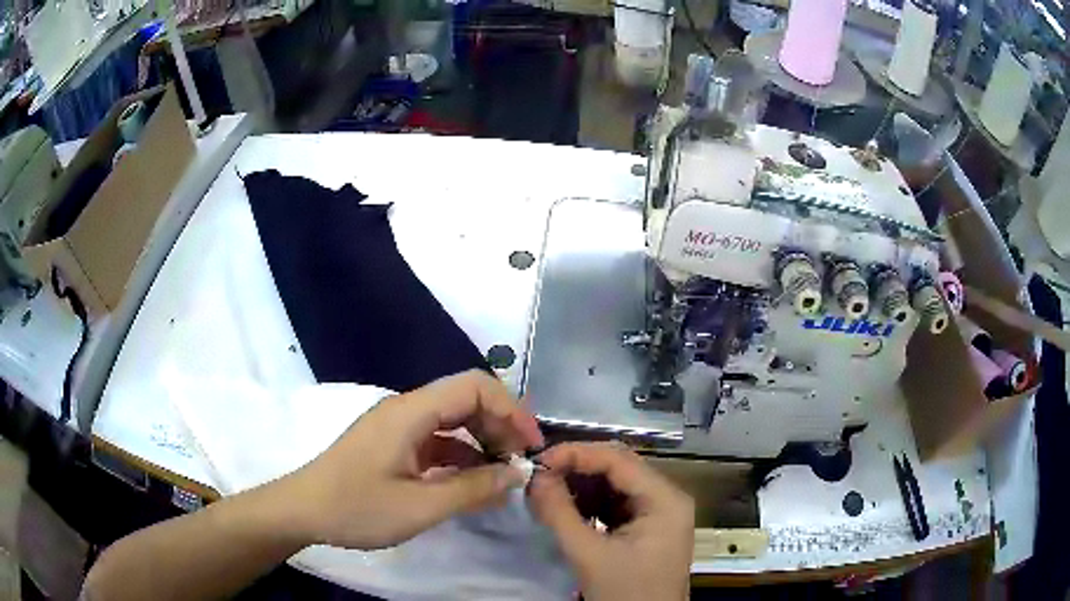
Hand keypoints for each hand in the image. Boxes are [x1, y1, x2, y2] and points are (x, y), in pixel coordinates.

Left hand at [287, 370, 544, 548]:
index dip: (511, 409)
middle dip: (500, 427)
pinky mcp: (393, 445)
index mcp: (411, 412)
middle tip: (520, 464)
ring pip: (453, 422)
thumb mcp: (420, 506)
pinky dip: (461, 458)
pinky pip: (437, 442)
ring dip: (482, 443)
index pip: (474, 386)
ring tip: (503, 476)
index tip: (531, 445)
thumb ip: (473, 489)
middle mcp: (406, 409)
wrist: (302, 511)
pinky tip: (473, 485)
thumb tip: (517, 473)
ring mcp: (398, 427)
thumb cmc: (356, 508)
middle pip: (466, 400)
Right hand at [528, 443, 693, 600]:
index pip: (618, 460)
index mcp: (665, 500)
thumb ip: (560, 513)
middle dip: (576, 470)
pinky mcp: (646, 528)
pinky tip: (565, 510)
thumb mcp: (589, 555)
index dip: (576, 454)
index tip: (538, 461)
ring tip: (546, 493)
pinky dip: (589, 504)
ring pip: (615, 485)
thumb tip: (534, 477)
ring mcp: (658, 513)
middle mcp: (667, 498)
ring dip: (580, 486)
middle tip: (538, 477)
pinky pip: (615, 504)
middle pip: (619, 468)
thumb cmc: (625, 593)